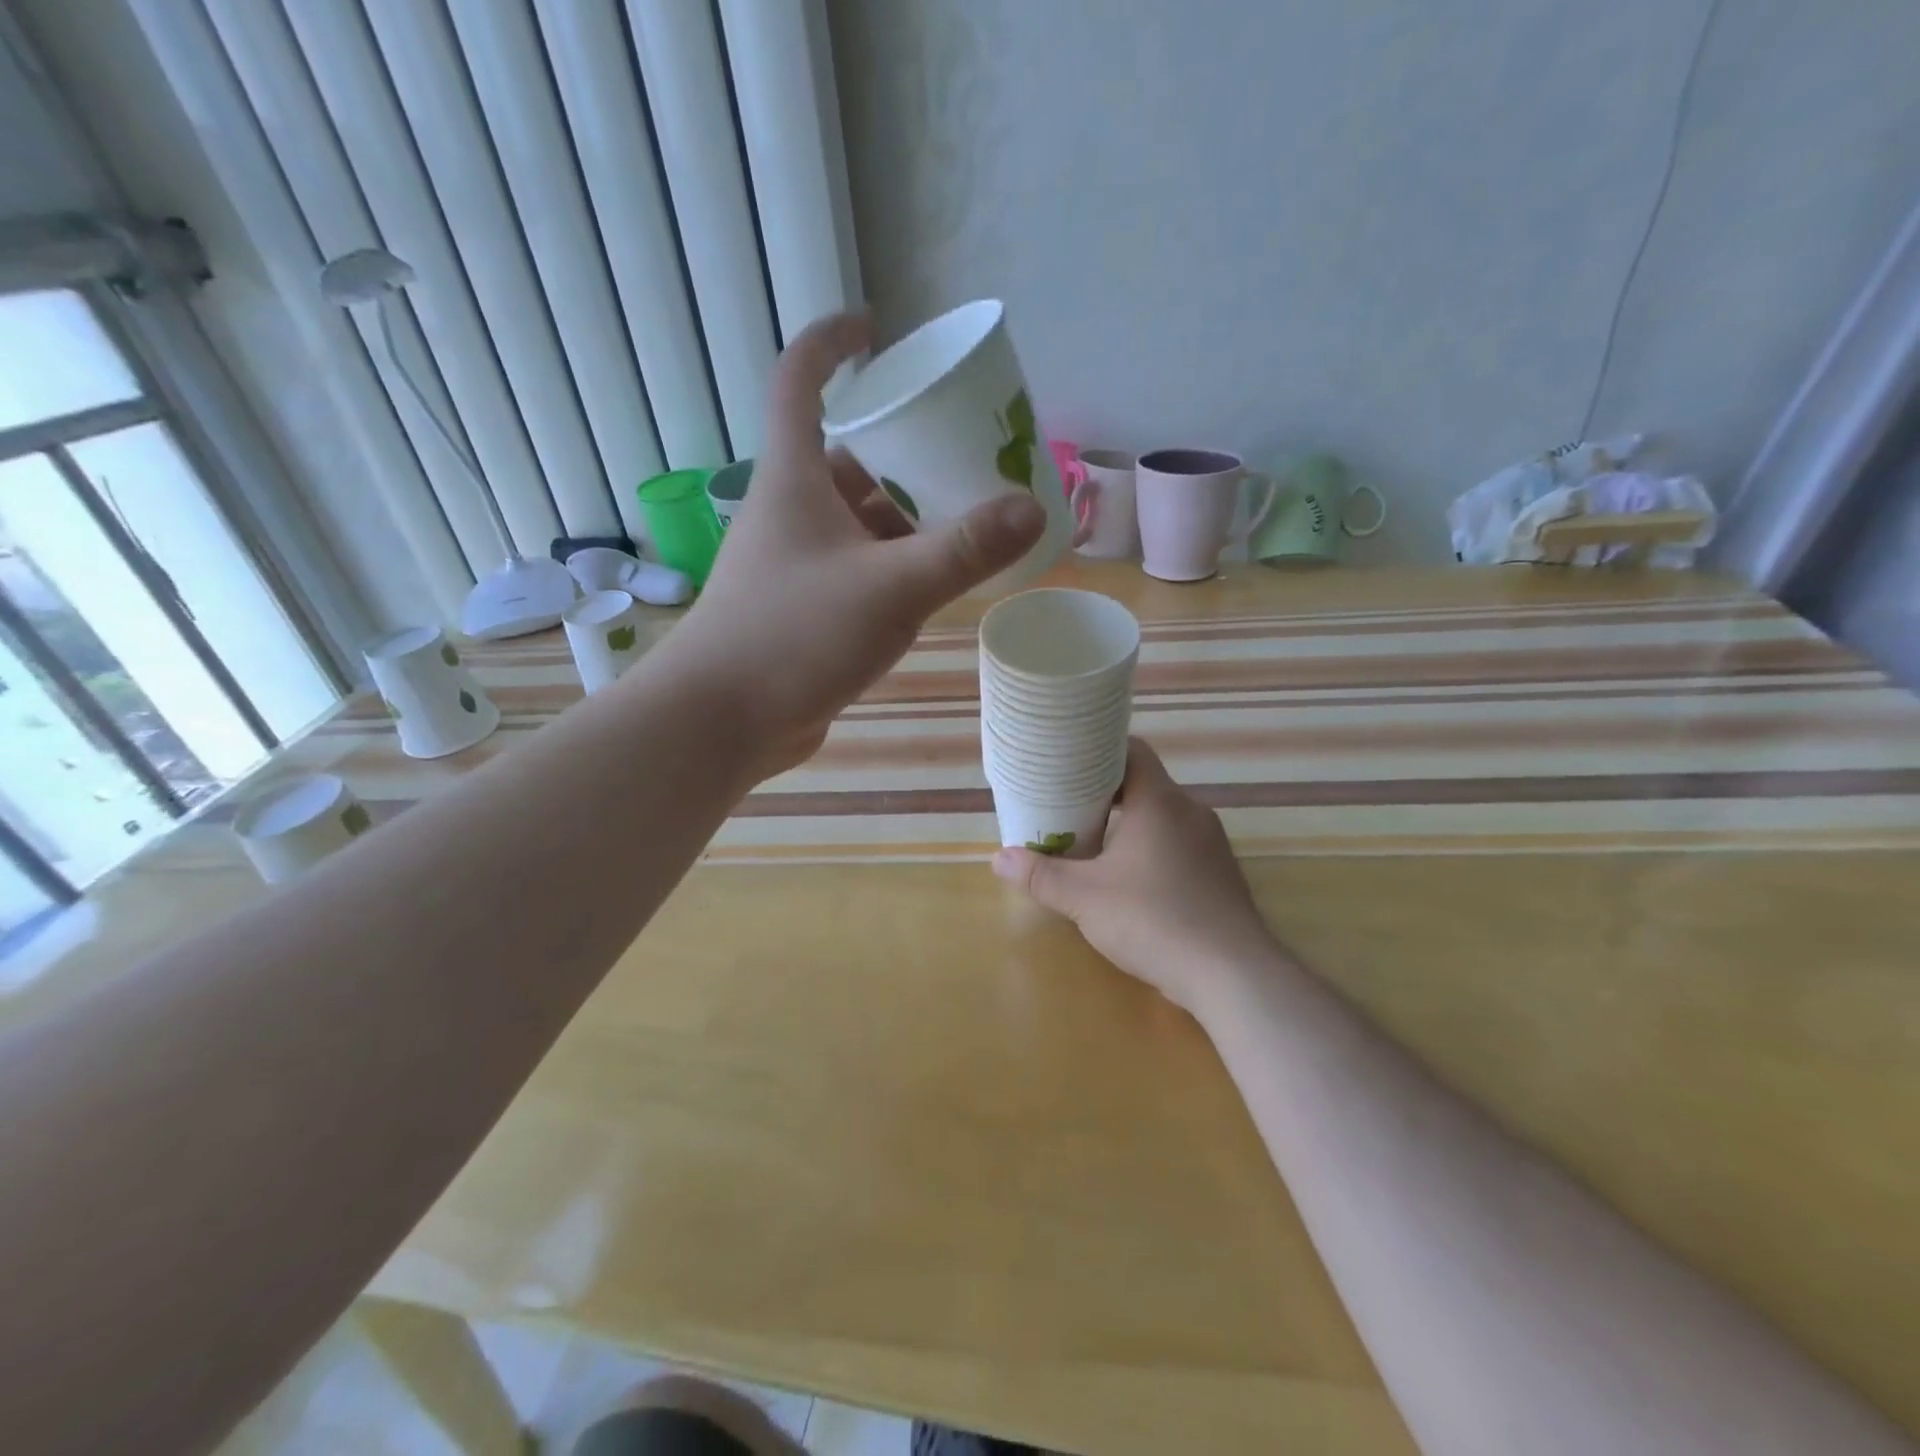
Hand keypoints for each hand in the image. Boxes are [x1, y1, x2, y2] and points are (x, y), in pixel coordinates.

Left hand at [676, 313, 1045, 776]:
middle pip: (849, 459)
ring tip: (969, 519)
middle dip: (905, 452)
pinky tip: (936, 582)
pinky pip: (860, 570)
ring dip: (907, 518)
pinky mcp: (806, 611)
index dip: (833, 342)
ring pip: (859, 523)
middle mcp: (792, 512)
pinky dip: (896, 567)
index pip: (801, 381)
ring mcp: (798, 565)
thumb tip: (1030, 508)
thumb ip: (964, 550)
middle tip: (966, 452)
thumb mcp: (892, 587)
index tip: (877, 328)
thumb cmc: (796, 635)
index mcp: (795, 479)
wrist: (724, 720)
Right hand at [992, 739, 1281, 1014]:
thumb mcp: (1084, 898)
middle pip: (1144, 783)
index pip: (1132, 750)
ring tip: (1094, 840)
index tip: (1069, 759)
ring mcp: (1212, 843)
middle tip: (1068, 803)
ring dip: (1130, 823)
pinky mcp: (1221, 874)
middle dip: (1106, 792)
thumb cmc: (1153, 920)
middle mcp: (1191, 811)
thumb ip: (1040, 876)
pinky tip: (1133, 878)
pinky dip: (1153, 848)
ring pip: (1163, 816)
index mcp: (1159, 801)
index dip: (1099, 749)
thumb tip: (997, 858)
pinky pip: (1181, 844)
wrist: (1232, 974)